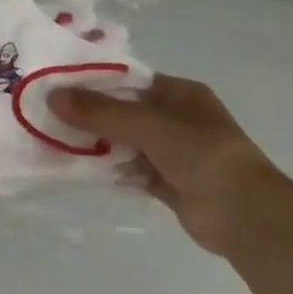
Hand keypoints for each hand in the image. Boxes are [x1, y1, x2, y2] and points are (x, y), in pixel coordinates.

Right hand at [48, 75, 290, 254]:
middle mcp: (177, 119)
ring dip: (97, 144)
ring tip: (56, 141)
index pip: (130, 81)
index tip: (59, 87)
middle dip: (92, 116)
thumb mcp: (147, 123)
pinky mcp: (168, 184)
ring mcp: (173, 153)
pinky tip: (79, 169)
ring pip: (126, 143)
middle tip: (50, 116)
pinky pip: (131, 171)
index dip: (96, 83)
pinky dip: (110, 170)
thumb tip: (51, 95)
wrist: (242, 212)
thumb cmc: (200, 152)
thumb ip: (99, 111)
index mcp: (180, 93)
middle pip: (125, 112)